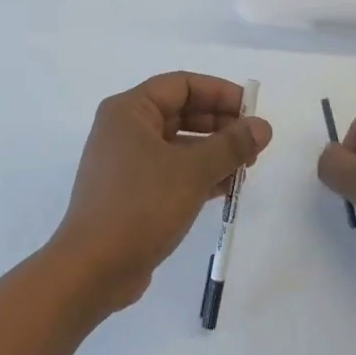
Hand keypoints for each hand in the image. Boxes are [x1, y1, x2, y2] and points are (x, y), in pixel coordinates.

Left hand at [49, 72, 272, 312]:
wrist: (92, 269)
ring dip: (214, 152)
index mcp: (129, 111)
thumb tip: (263, 126)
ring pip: (179, 145)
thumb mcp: (192, 171)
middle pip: (181, 113)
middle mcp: (125, 130)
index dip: (220, 92)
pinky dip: (199, 175)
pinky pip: (172, 172)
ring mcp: (127, 163)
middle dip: (220, 125)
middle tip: (255, 142)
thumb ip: (231, 145)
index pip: (182, 85)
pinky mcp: (132, 193)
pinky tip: (228, 188)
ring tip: (248, 167)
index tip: (251, 109)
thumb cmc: (140, 206)